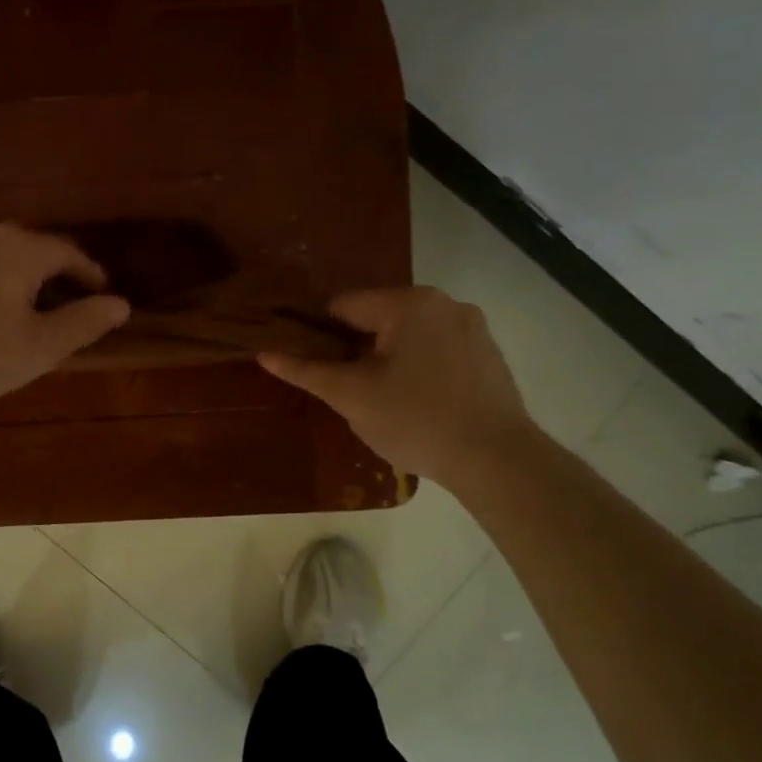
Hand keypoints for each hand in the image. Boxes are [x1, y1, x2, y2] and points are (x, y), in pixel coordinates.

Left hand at [0, 224, 131, 411]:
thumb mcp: (40, 347)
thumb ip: (84, 322)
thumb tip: (121, 304)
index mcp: (20, 250)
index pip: (67, 252)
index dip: (89, 272)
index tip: (101, 291)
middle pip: (31, 246)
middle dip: (53, 269)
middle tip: (67, 296)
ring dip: (16, 273)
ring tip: (25, 301)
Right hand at [258, 287, 538, 488]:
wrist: (496, 459)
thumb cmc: (415, 419)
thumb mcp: (351, 396)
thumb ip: (307, 370)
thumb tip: (265, 354)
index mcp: (408, 303)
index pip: (344, 306)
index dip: (319, 334)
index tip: (313, 366)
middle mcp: (444, 302)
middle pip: (378, 318)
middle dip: (356, 349)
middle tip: (345, 389)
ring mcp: (472, 327)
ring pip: (409, 335)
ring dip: (388, 359)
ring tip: (380, 400)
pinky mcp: (489, 354)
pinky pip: (438, 350)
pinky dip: (419, 368)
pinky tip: (417, 403)